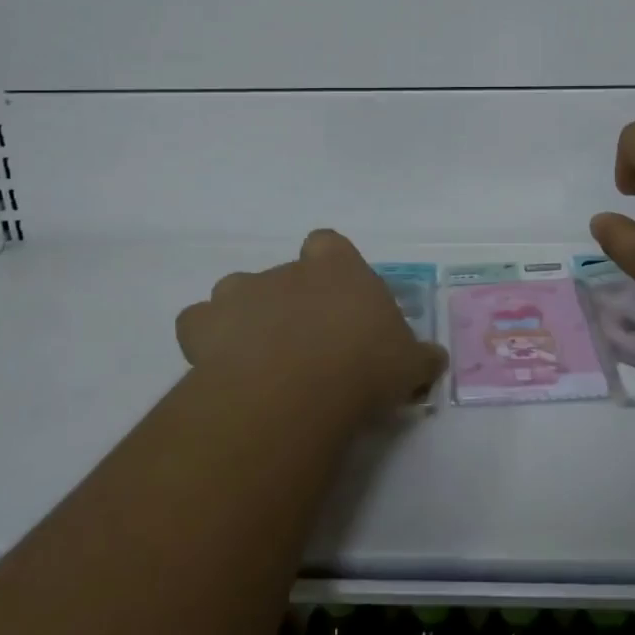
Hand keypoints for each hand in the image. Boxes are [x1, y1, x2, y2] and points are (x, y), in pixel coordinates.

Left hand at [176, 229, 448, 421]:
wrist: (299, 388)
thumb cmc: (364, 364)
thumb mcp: (408, 363)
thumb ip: (420, 357)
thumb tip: (436, 360)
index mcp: (337, 268)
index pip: (328, 245)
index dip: (329, 268)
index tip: (337, 299)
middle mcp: (288, 270)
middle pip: (283, 273)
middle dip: (289, 301)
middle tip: (303, 344)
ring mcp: (242, 293)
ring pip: (236, 291)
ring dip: (245, 316)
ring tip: (259, 357)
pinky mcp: (205, 325)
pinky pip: (198, 323)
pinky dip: (205, 340)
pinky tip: (221, 368)